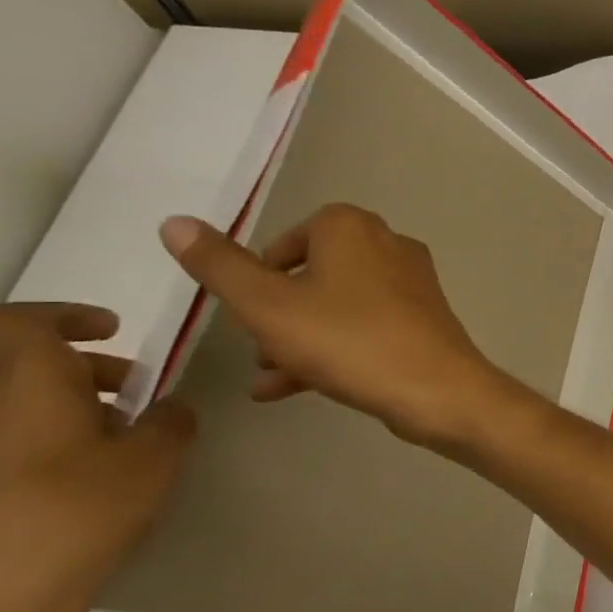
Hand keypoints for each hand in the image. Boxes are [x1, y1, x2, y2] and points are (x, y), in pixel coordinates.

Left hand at [0, 304, 196, 611]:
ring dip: (77, 410)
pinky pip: (15, 443)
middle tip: (143, 398)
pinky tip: (95, 485)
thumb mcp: (156, 459)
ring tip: (128, 446)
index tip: (113, 330)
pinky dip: (57, 443)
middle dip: (91, 371)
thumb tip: (166, 409)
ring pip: (25, 406)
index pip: (16, 321)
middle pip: (30, 366)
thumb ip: (172, 421)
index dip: (64, 314)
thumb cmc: (79, 510)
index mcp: (27, 383)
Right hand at [158, 206, 512, 449]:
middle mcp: (388, 245)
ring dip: (297, 339)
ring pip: (336, 306)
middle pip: (312, 275)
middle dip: (277, 314)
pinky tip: (289, 390)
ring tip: (267, 378)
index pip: (287, 239)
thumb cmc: (348, 340)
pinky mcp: (423, 320)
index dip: (258, 276)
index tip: (245, 310)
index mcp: (351, 227)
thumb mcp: (266, 305)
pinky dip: (330, 351)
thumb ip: (219, 266)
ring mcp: (411, 284)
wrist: (437, 389)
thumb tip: (175, 221)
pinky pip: (364, 328)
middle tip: (258, 348)